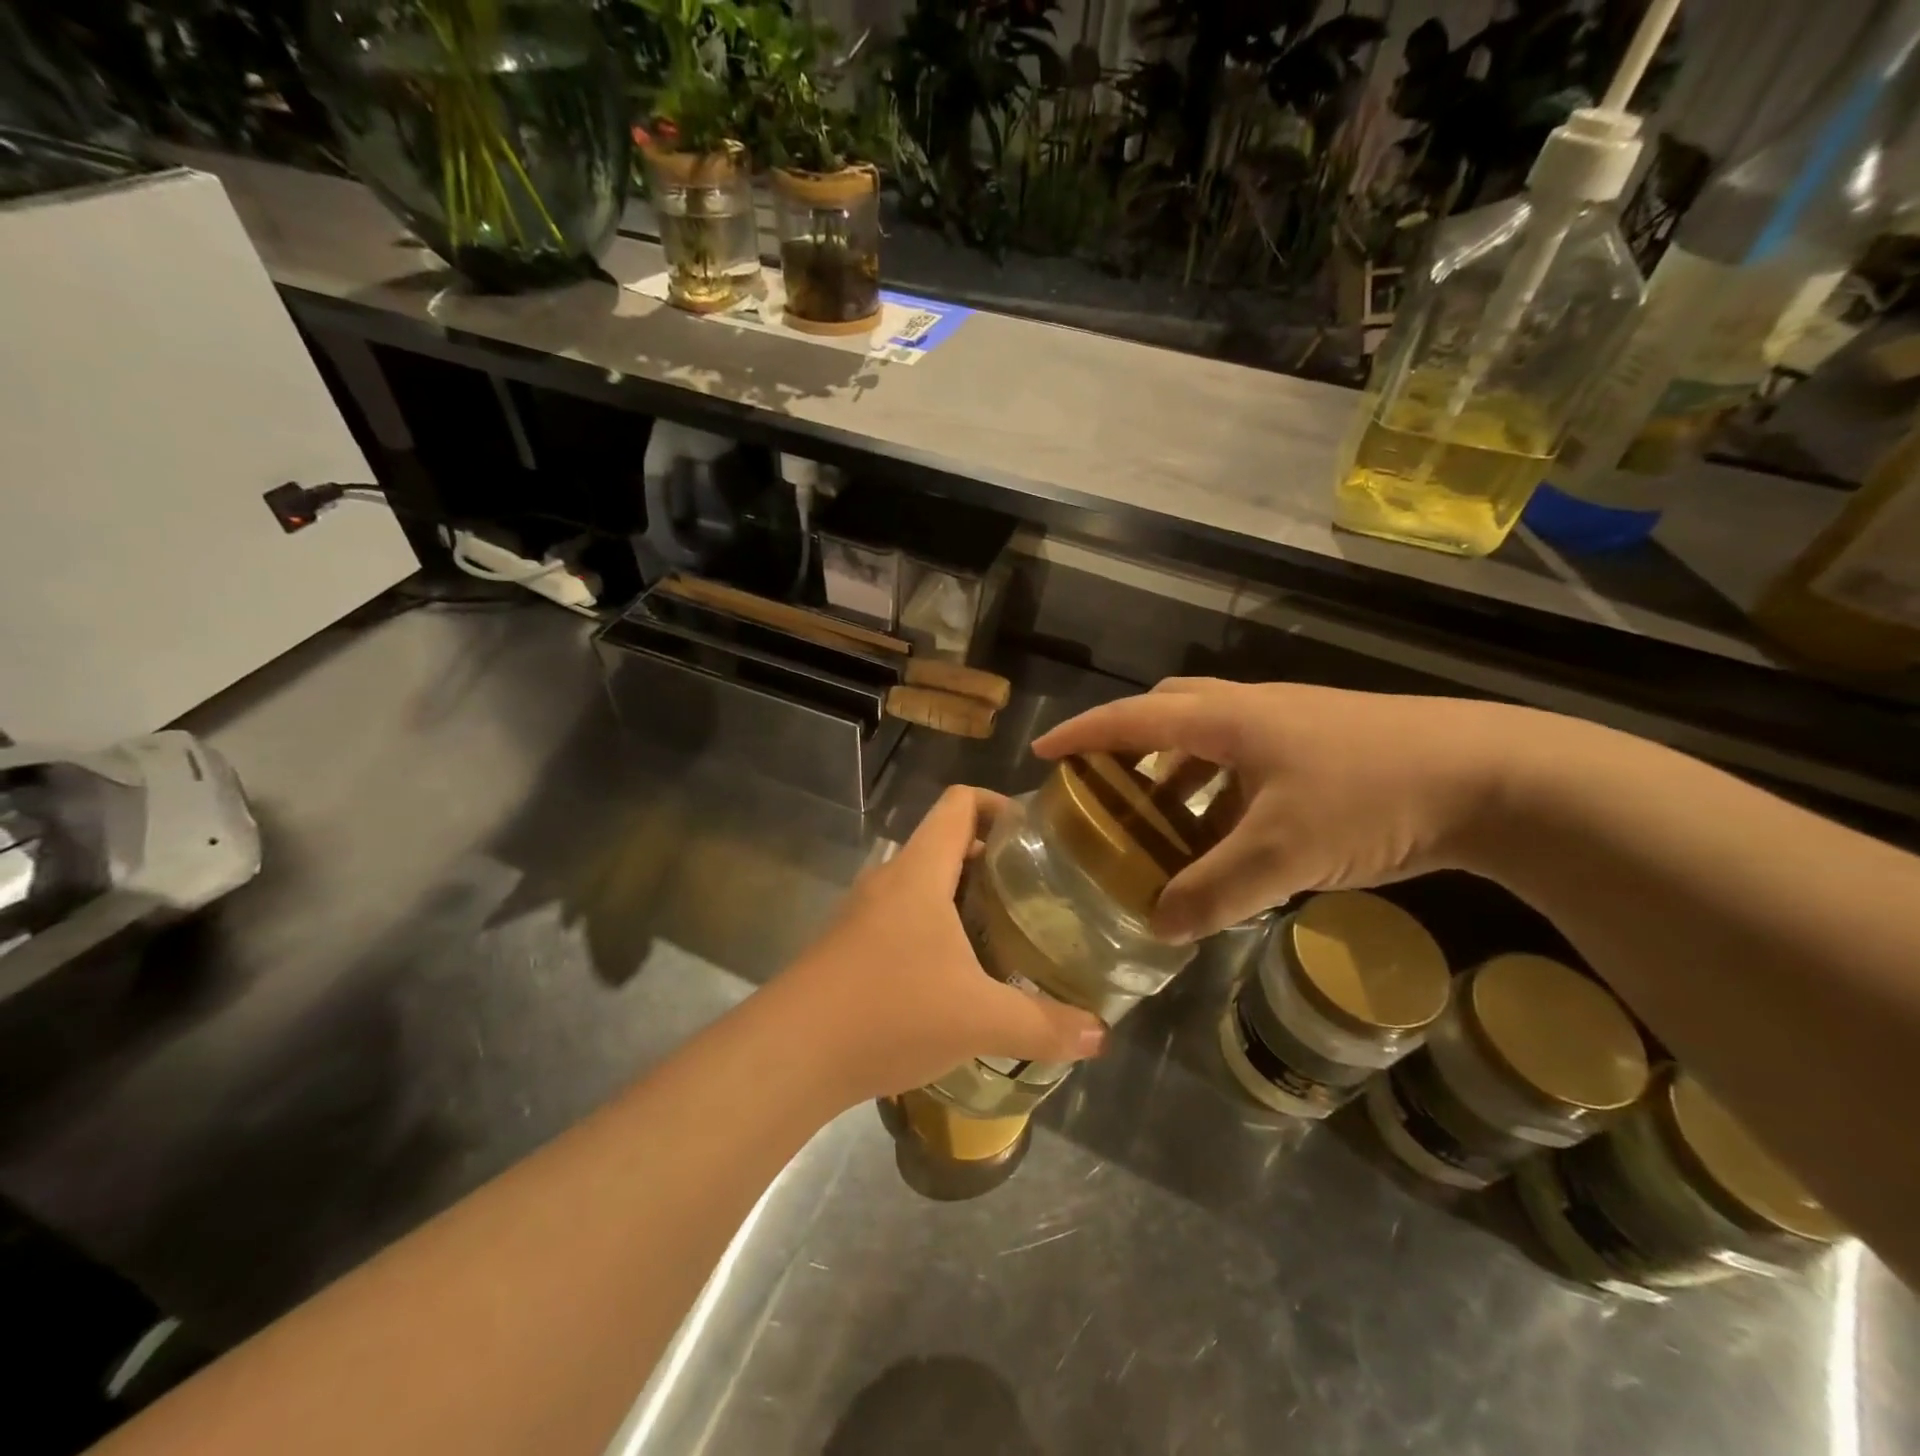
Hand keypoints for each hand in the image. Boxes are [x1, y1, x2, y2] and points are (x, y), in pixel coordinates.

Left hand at [776, 786, 1106, 1103]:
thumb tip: (1101, 1033)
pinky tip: (959, 977)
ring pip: (924, 886)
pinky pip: (903, 920)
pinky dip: (937, 930)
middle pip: (946, 843)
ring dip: (964, 899)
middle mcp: (889, 881)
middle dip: (993, 861)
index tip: (1038, 836)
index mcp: (920, 872)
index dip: (1000, 804)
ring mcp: (864, 914)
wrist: (789, 1055)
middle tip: (1038, 893)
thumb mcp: (978, 1020)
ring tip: (1007, 934)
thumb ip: (1044, 1025)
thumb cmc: (889, 1012)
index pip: (959, 803)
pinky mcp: (850, 947)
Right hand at [1033, 679, 1524, 942]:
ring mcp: (1290, 724)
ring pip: (1210, 738)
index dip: (1083, 734)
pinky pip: (1246, 761)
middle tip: (1109, 787)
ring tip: (1164, 822)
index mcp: (1226, 719)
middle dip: (1130, 743)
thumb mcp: (1283, 853)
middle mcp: (1250, 710)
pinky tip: (1232, 834)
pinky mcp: (1322, 746)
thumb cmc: (1371, 796)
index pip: (1133, 718)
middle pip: (1170, 711)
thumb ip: (1214, 891)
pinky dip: (1221, 790)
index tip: (1042, 753)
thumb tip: (1159, 925)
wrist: (1491, 775)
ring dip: (1178, 771)